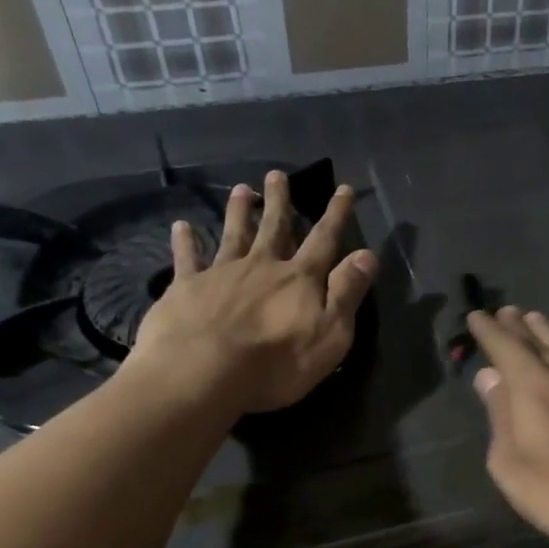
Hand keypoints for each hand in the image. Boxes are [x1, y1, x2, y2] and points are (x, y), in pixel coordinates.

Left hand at [126, 169, 377, 413]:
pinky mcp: (186, 288)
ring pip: (233, 234)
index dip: (335, 215)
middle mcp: (262, 266)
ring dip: (238, 211)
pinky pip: (187, 258)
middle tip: (277, 174)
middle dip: (279, 201)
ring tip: (240, 189)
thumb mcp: (330, 333)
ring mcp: (221, 274)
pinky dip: (185, 241)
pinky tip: (181, 226)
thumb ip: (347, 292)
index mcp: (299, 278)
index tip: (342, 189)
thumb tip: (368, 254)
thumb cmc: (276, 362)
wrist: (202, 373)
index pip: (324, 240)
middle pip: (274, 227)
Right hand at [467, 307, 548, 547]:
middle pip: (539, 341)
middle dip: (519, 326)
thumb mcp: (513, 467)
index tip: (478, 316)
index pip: (505, 348)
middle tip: (508, 312)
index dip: (489, 331)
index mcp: (533, 388)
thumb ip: (500, 417)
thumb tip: (490, 377)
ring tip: (538, 318)